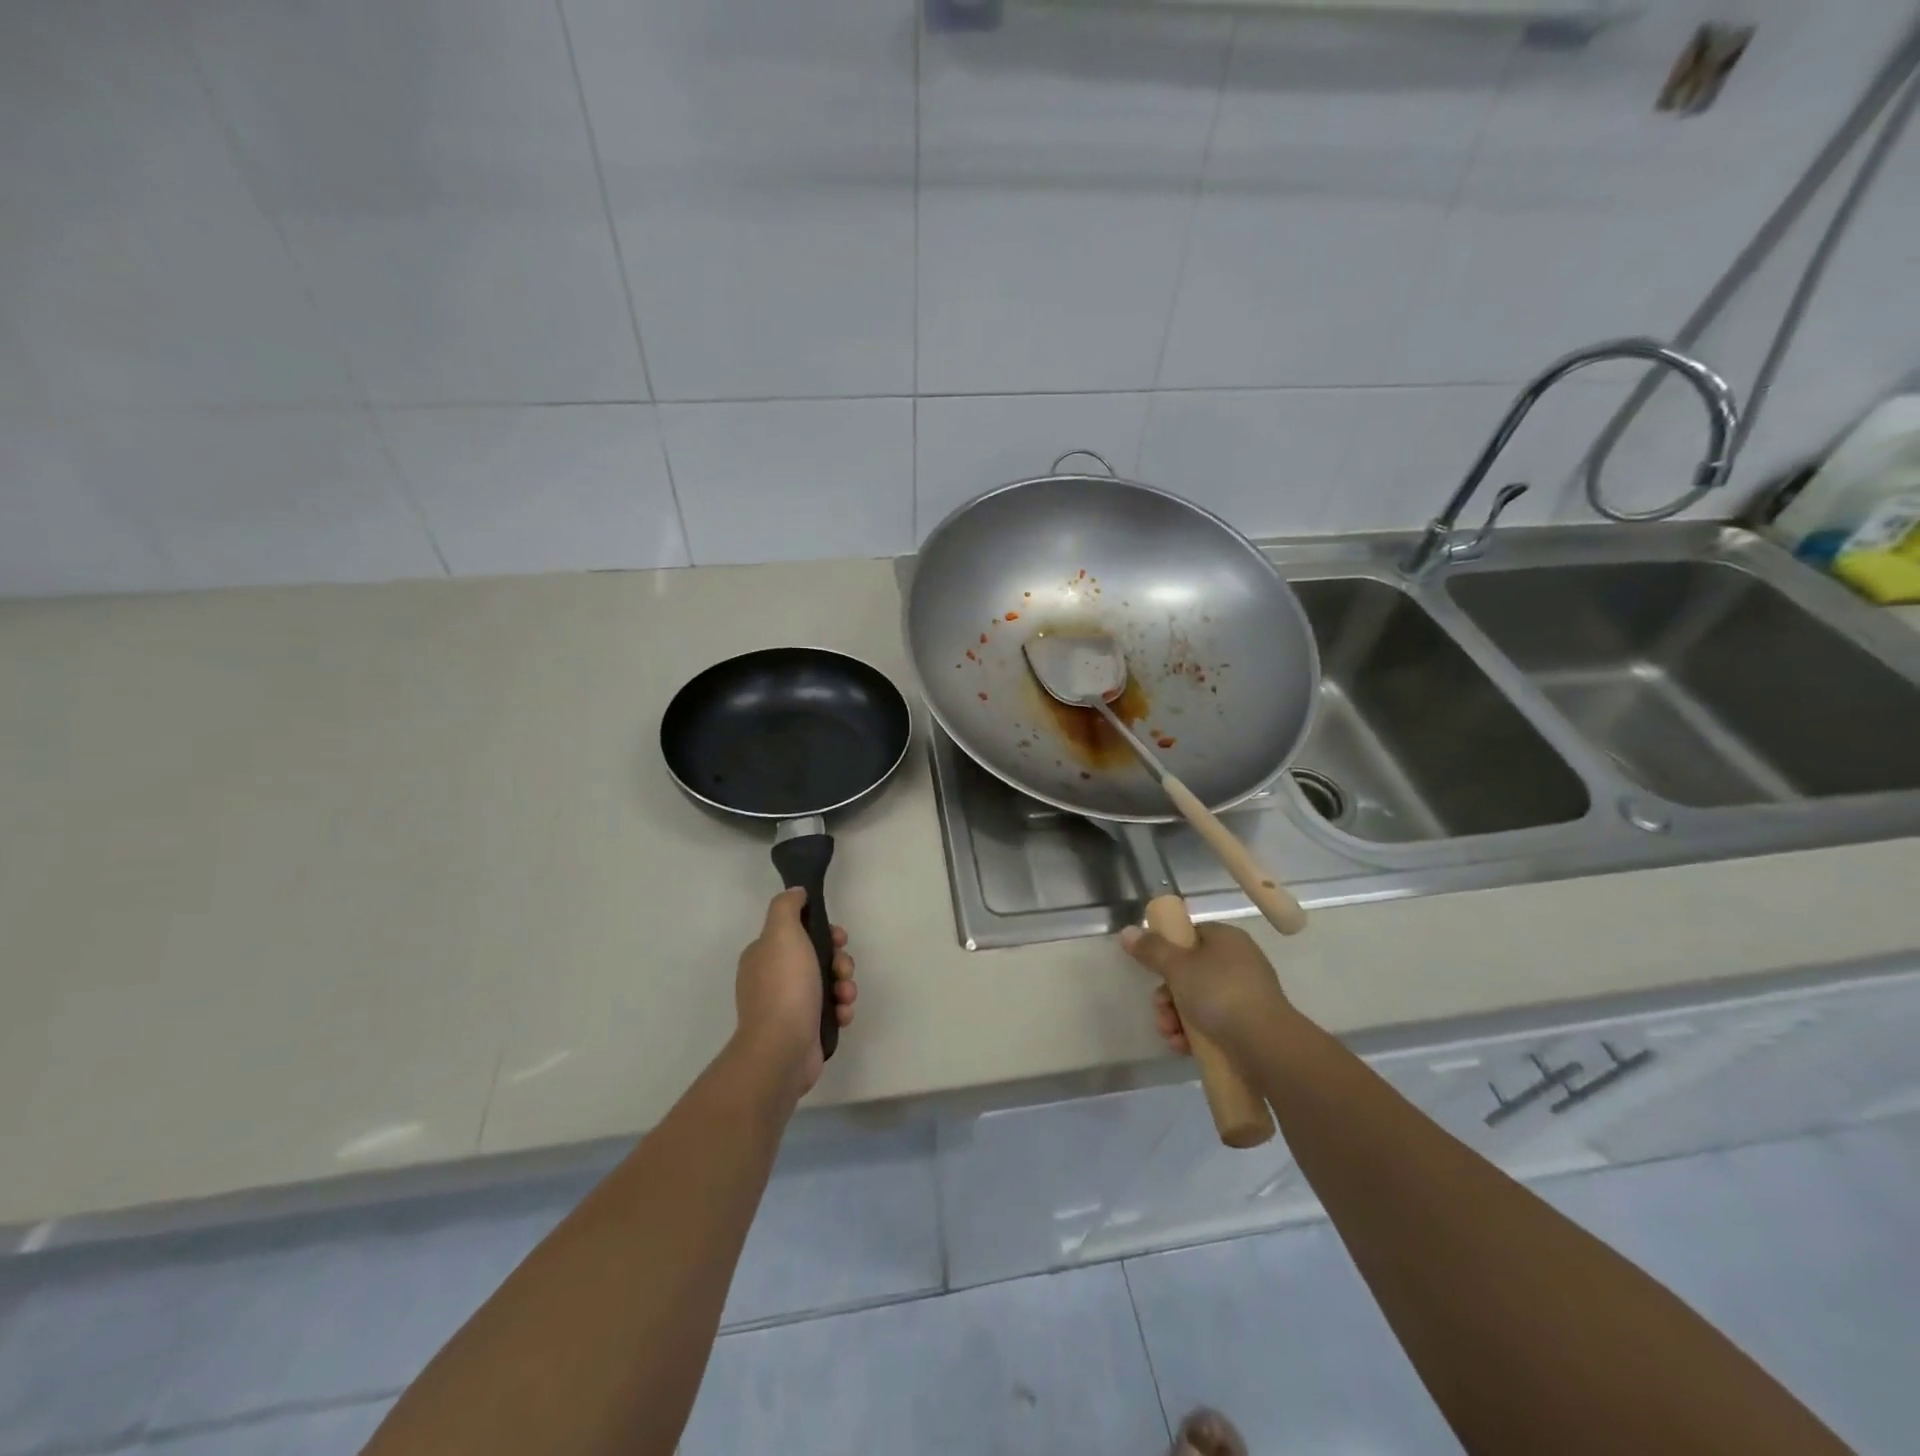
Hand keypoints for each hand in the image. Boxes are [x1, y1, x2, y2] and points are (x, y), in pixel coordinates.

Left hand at [734, 888, 857, 1095]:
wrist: (782, 1049)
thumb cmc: (784, 986)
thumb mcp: (782, 933)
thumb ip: (787, 907)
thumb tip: (796, 893)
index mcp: (764, 955)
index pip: (798, 931)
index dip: (823, 931)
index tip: (838, 938)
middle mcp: (773, 978)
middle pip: (818, 957)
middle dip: (839, 961)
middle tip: (843, 970)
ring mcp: (788, 1006)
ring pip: (828, 984)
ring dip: (844, 986)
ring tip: (844, 997)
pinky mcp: (804, 1030)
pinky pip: (830, 1010)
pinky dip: (840, 1009)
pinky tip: (842, 1015)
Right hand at [1121, 921, 1287, 1058]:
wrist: (1266, 1045)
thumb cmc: (1220, 993)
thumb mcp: (1178, 966)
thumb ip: (1151, 949)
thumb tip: (1127, 931)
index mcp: (1227, 939)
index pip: (1191, 935)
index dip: (1168, 951)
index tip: (1153, 970)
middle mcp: (1239, 962)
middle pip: (1190, 972)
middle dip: (1167, 994)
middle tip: (1159, 1009)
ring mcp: (1246, 995)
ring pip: (1198, 1001)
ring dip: (1176, 1017)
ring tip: (1169, 1034)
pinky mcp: (1249, 1026)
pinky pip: (1213, 1024)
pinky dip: (1194, 1034)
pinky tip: (1182, 1047)